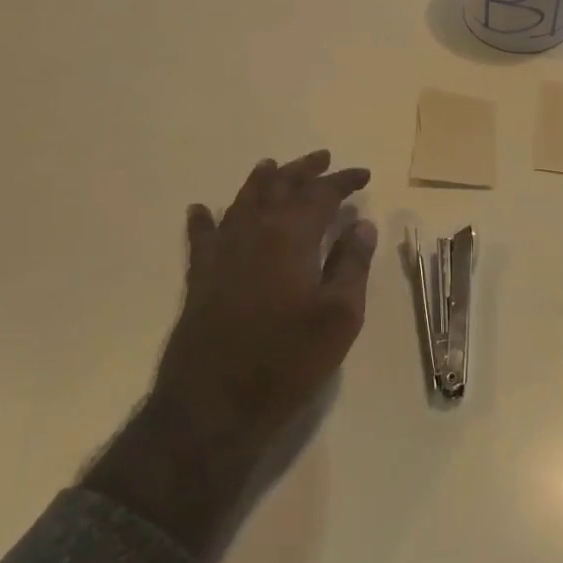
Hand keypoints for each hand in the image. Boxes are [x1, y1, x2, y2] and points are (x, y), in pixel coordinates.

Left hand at [83, 151, 376, 562]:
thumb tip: (361, 225)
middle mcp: (253, 232)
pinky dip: (205, 219)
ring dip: (261, 182)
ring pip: (241, 202)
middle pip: (278, 187)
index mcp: (290, 236)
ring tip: (272, 166)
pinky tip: (201, 210)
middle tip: (323, 158)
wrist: (214, 404)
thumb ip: (351, 264)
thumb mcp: (339, 316)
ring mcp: (221, 253)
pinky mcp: (200, 277)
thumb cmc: (287, 359)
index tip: (362, 174)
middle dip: (303, 169)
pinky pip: (202, 237)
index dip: (342, 181)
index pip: (319, 194)